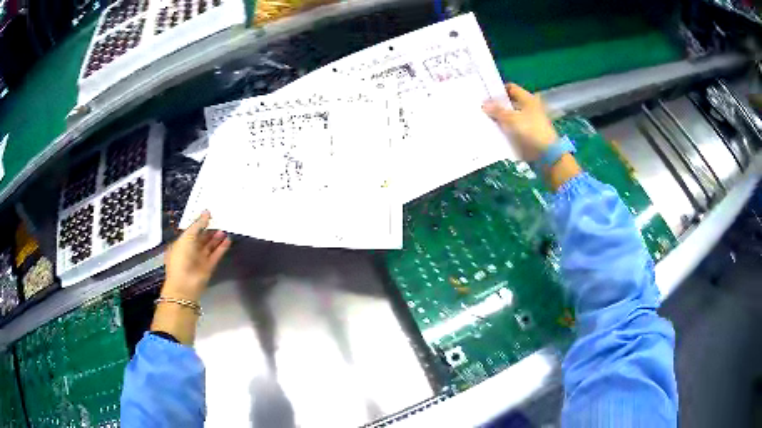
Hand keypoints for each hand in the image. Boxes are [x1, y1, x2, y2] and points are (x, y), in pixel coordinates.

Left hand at [163, 210, 230, 301]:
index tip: (210, 214)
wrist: (185, 284)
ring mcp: (200, 259)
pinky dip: (221, 248)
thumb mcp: (187, 237)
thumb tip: (207, 212)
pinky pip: (216, 255)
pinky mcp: (208, 267)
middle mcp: (190, 251)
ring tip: (225, 228)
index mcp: (181, 243)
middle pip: (201, 238)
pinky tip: (228, 240)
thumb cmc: (181, 257)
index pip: (192, 231)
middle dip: (209, 230)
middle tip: (220, 220)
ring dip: (216, 238)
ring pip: (209, 246)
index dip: (200, 223)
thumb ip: (198, 225)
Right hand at [482, 83, 558, 161]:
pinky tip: (492, 131)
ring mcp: (528, 121)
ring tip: (483, 119)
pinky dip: (504, 129)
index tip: (485, 94)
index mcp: (527, 99)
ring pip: (510, 117)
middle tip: (481, 107)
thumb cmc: (530, 131)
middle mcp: (528, 108)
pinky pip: (512, 129)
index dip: (498, 90)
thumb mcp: (511, 119)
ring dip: (499, 119)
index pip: (511, 88)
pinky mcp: (527, 134)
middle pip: (509, 103)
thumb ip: (497, 111)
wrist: (545, 154)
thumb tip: (483, 104)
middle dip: (496, 105)